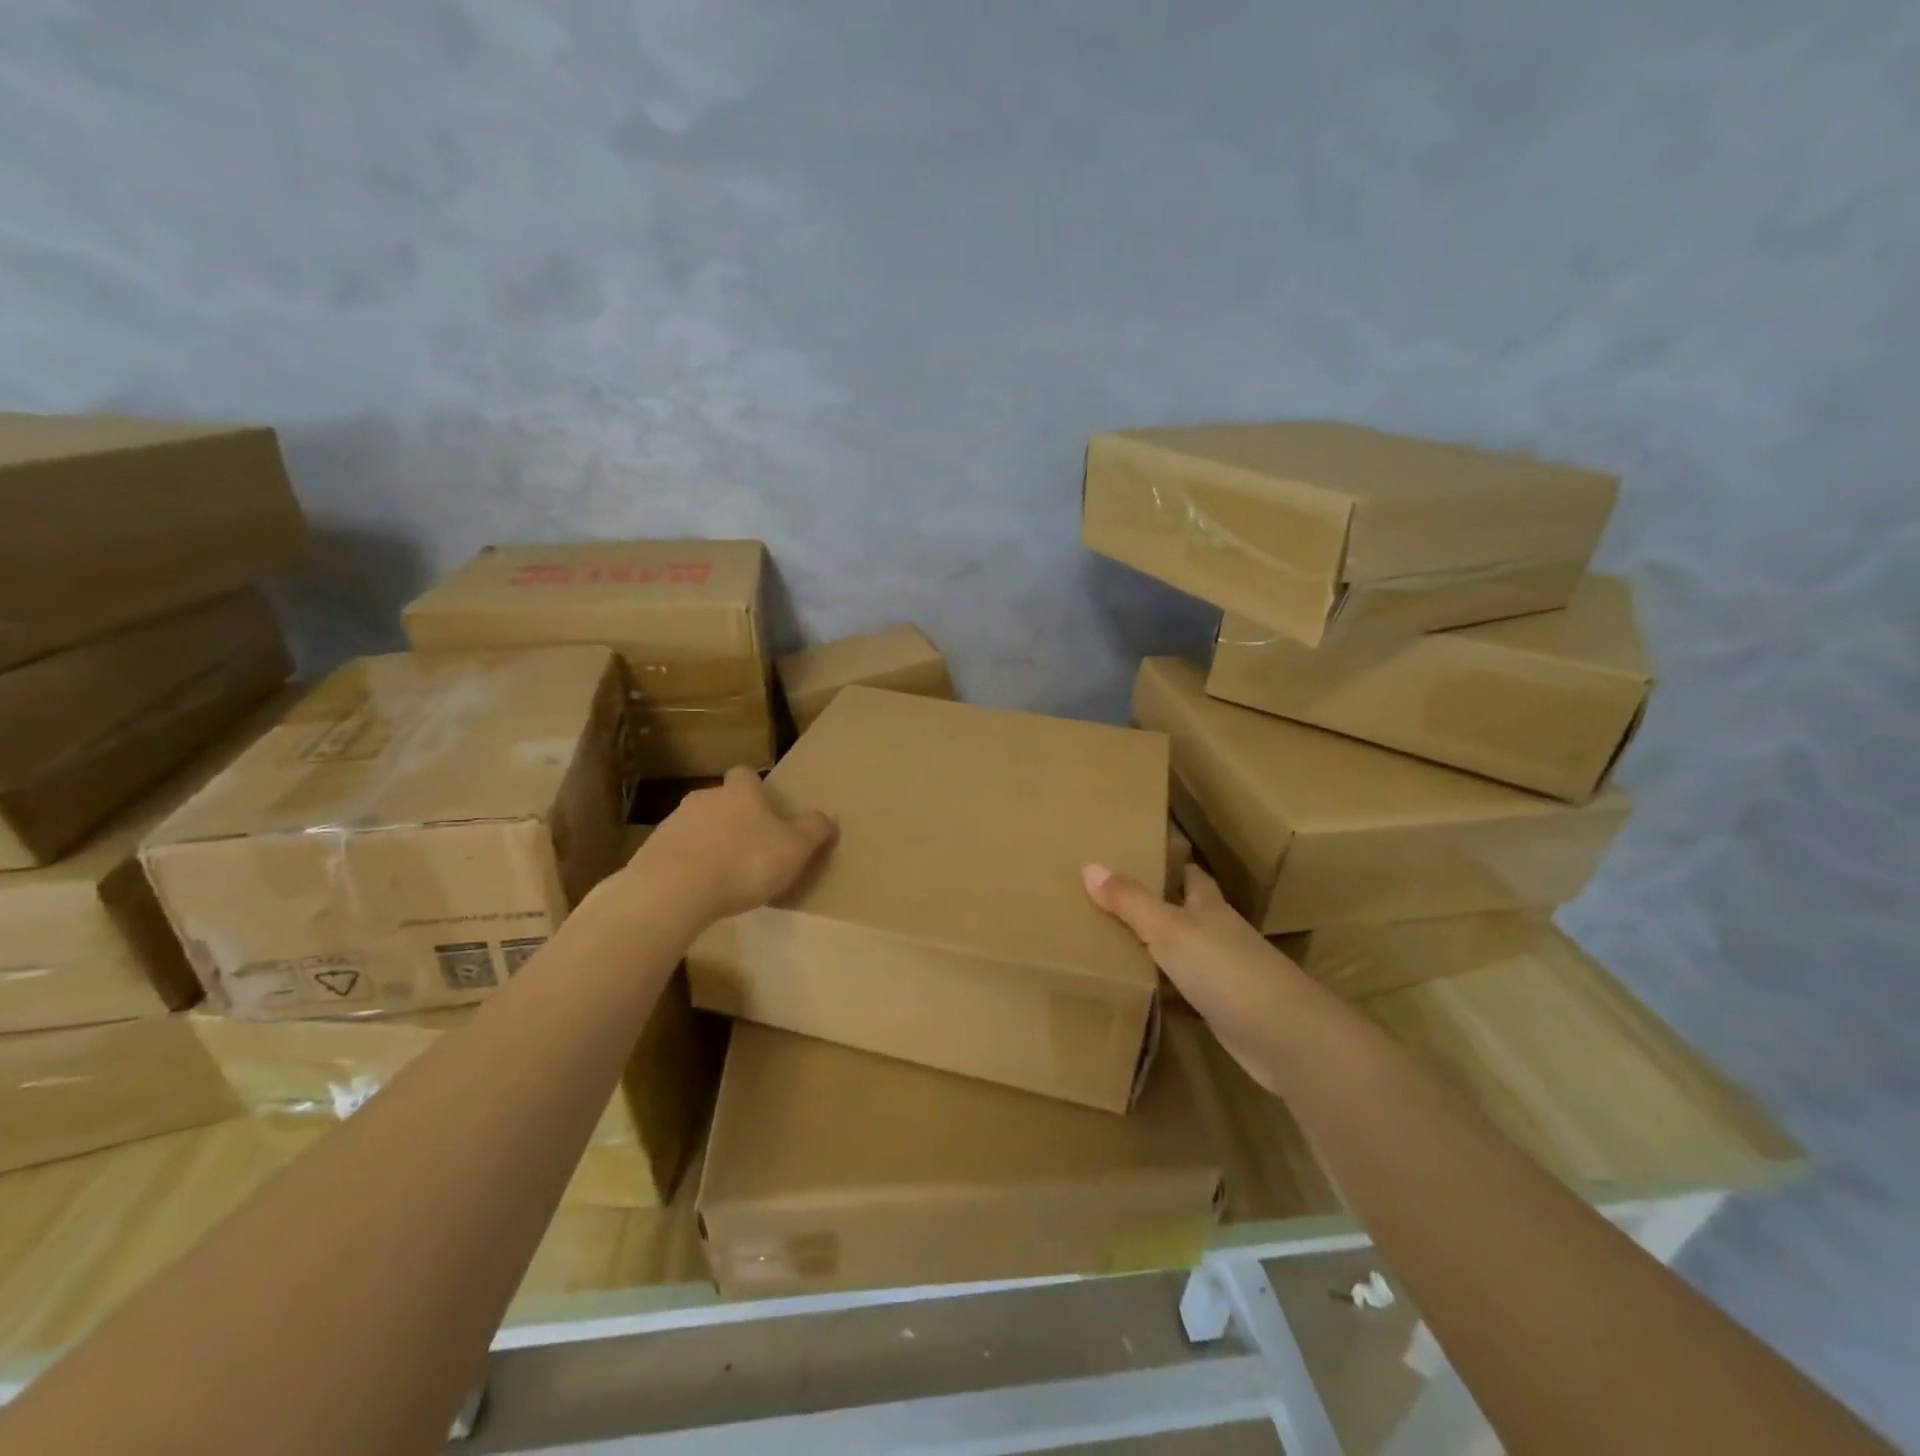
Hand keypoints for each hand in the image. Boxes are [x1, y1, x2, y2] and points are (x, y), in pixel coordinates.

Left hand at [630, 767, 836, 924]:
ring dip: (708, 843)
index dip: (756, 788)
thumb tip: (827, 818)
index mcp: (740, 792)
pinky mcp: (650, 852)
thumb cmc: (744, 863)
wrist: (673, 891)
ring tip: (723, 875)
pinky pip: (676, 853)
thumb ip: (813, 830)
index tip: (765, 809)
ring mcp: (672, 824)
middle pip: (720, 800)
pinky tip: (697, 891)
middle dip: (733, 818)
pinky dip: (687, 865)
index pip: (746, 774)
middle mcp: (704, 798)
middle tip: (750, 847)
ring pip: (696, 826)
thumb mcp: (795, 849)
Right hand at [1082, 861, 1326, 1095]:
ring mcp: (1224, 974)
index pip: (1190, 875)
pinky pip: (1185, 989)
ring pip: (1184, 951)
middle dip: (1157, 904)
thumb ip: (1130, 901)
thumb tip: (1089, 865)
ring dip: (1158, 947)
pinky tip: (1141, 990)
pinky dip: (1165, 987)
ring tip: (1114, 940)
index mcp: (1209, 906)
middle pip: (1187, 912)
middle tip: (1112, 897)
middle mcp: (1218, 934)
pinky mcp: (1223, 1010)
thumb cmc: (1224, 968)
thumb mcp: (1168, 928)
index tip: (1141, 854)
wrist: (1283, 1035)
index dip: (1170, 863)